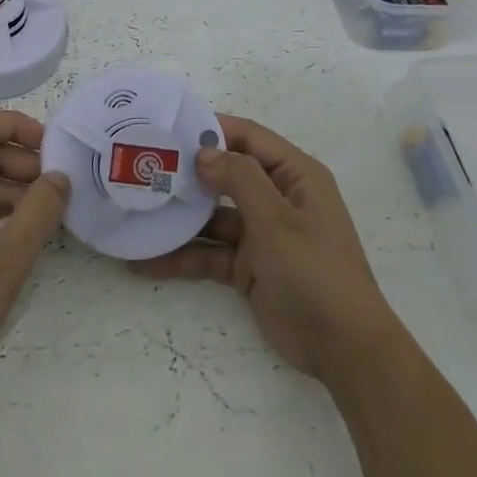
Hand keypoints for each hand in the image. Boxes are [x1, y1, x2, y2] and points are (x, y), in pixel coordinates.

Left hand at [0, 110, 69, 410]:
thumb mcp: (4, 261)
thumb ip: (38, 213)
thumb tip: (60, 176)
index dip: (18, 127)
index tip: (55, 148)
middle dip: (24, 163)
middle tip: (62, 189)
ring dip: (16, 193)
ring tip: (53, 216)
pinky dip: (2, 218)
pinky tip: (27, 240)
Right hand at [131, 115, 399, 390]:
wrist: (342, 348)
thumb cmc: (314, 271)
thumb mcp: (276, 220)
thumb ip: (239, 179)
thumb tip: (204, 151)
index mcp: (295, 176)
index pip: (249, 138)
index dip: (213, 129)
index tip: (169, 128)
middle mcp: (277, 198)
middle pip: (227, 176)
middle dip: (188, 173)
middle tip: (142, 166)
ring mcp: (261, 234)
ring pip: (212, 216)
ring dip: (179, 217)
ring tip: (134, 211)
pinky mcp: (247, 267)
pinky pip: (209, 253)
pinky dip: (181, 256)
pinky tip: (144, 261)